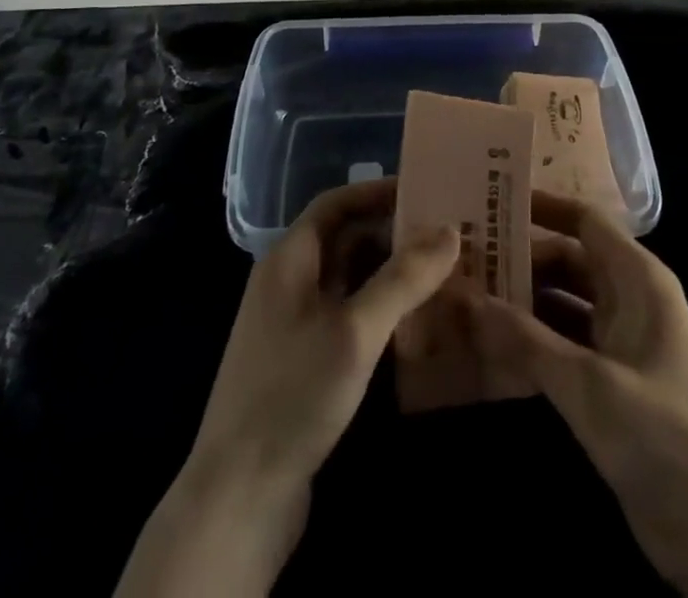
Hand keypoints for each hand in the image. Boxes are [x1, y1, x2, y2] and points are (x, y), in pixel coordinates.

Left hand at [117, 179, 458, 597]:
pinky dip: (379, 309)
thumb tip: (450, 231)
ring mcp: (294, 324)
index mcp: (289, 260)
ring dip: (390, 272)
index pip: (335, 203)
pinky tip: (414, 322)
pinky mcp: (303, 362)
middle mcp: (288, 282)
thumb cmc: (293, 394)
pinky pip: (347, 314)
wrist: (238, 497)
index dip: (377, 191)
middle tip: (446, 235)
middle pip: (344, 239)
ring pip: (348, 279)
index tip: (425, 190)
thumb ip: (402, 278)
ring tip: (441, 272)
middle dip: (393, 232)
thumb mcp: (354, 331)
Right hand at [470, 191, 687, 597]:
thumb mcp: (589, 384)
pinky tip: (491, 348)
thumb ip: (526, 339)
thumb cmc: (663, 434)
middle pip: (568, 261)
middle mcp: (630, 299)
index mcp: (638, 279)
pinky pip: (565, 344)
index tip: (491, 201)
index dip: (542, 207)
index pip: (585, 220)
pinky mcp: (613, 382)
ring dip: (522, 302)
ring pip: (564, 304)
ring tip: (467, 297)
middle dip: (521, 259)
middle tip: (465, 259)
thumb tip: (466, 297)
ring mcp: (622, 342)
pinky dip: (533, 342)